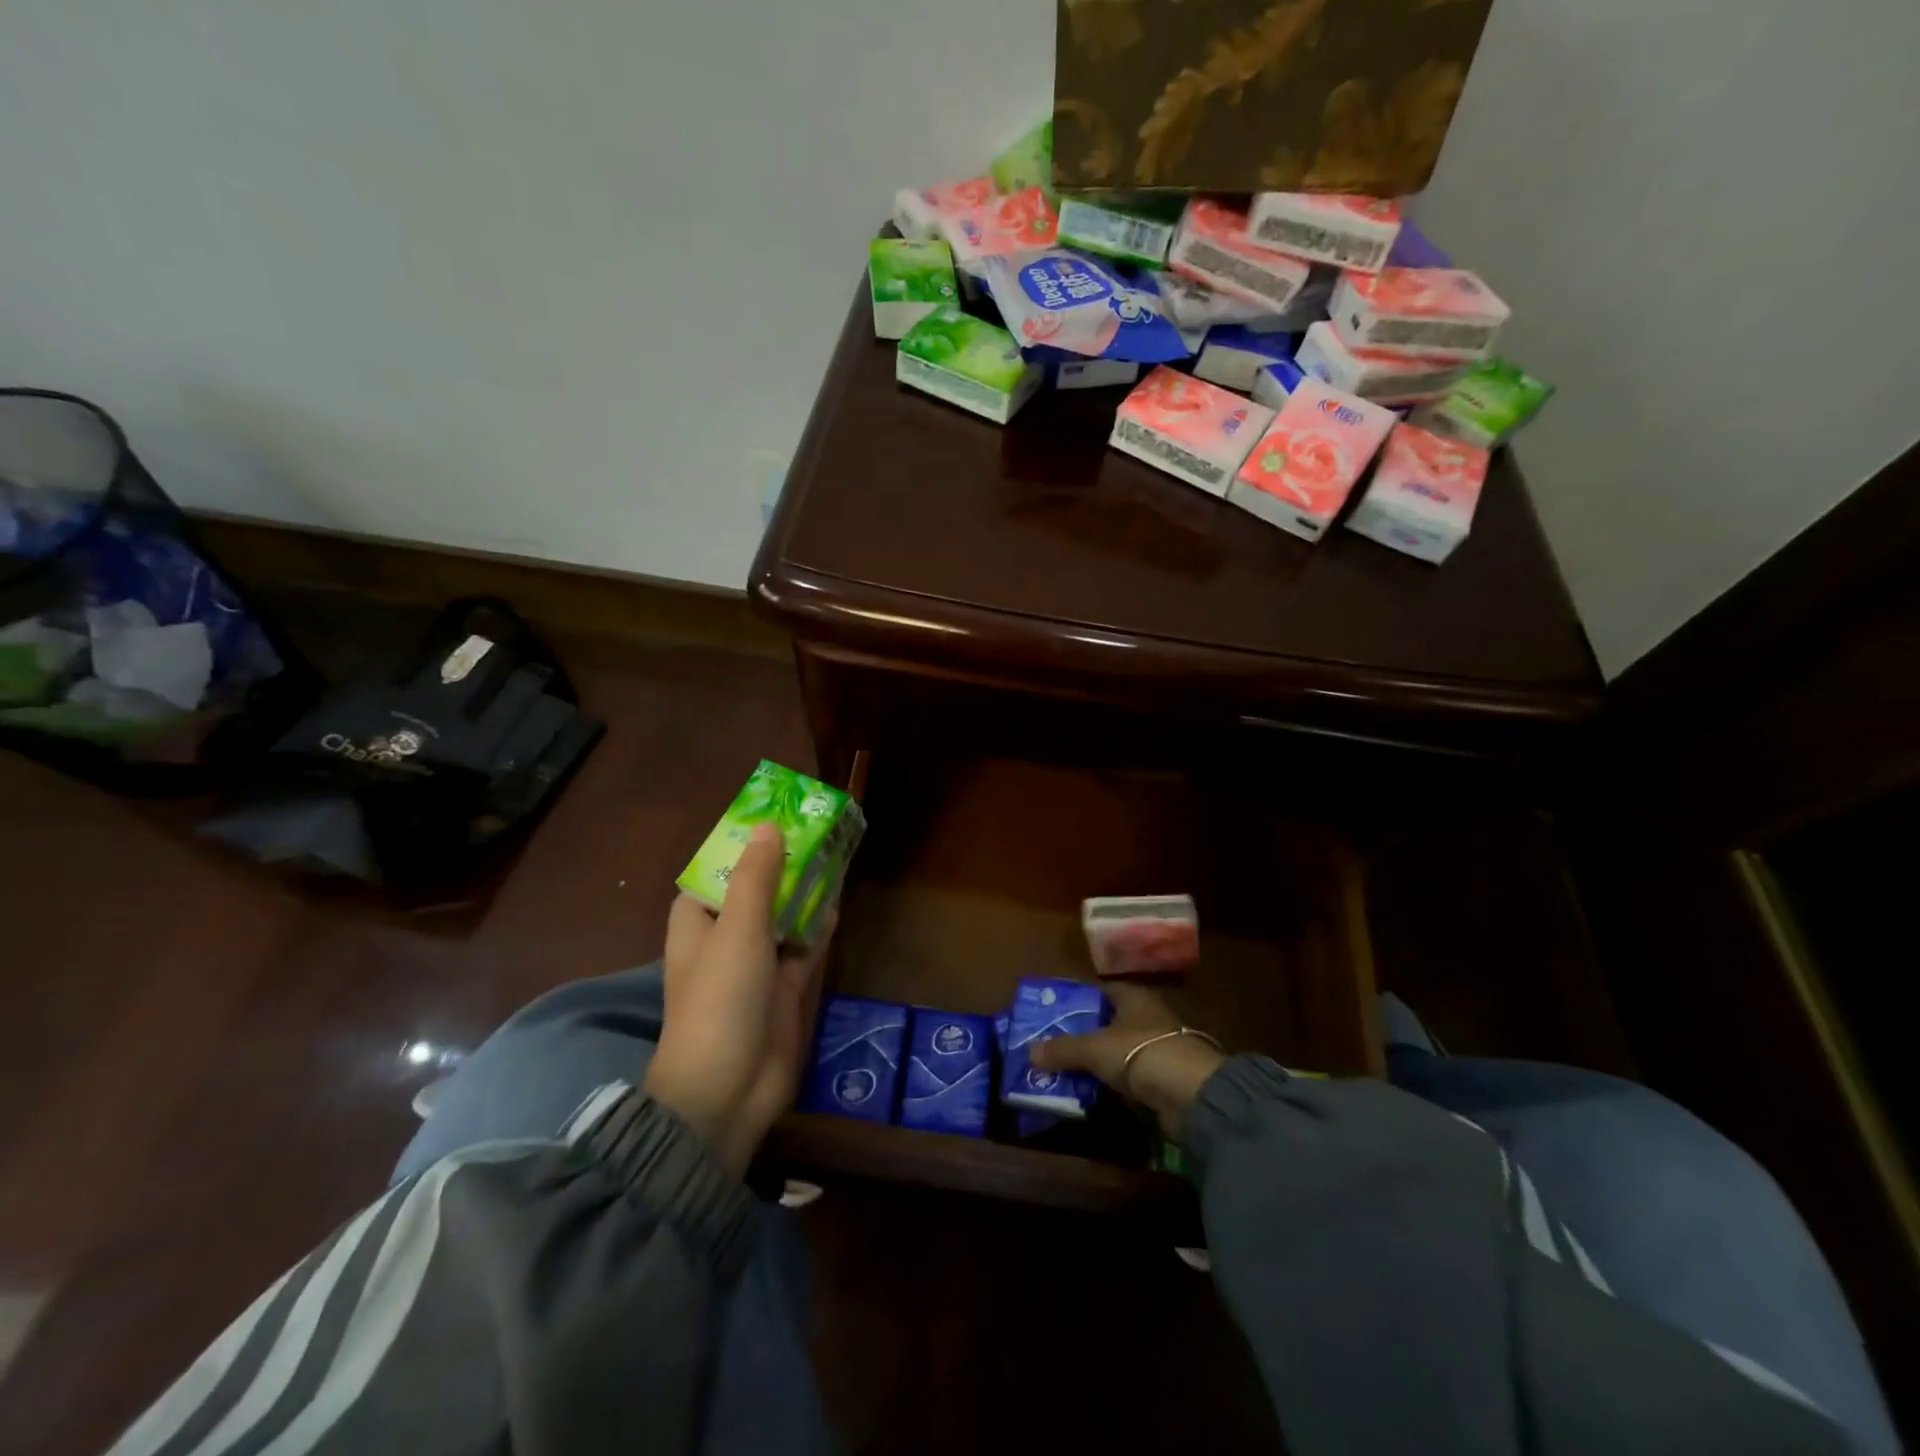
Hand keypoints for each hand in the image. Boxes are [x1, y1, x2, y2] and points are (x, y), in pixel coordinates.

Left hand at [644, 823, 834, 1174]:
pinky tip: (836, 903)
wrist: (726, 1090)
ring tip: (832, 856)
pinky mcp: (783, 990)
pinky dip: (817, 927)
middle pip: (755, 892)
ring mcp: (756, 966)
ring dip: (803, 893)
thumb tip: (767, 827)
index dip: (739, 847)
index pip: (715, 873)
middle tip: (814, 831)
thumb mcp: (737, 929)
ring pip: (783, 917)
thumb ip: (756, 877)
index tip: (770, 820)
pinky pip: (803, 948)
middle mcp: (725, 939)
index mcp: (698, 923)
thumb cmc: (720, 999)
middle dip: (781, 866)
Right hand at [1029, 984, 1225, 1138]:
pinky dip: (1118, 1081)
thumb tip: (1030, 1052)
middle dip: (1086, 1033)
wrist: (1193, 1094)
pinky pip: (1134, 1074)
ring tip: (1071, 1071)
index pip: (1102, 990)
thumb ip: (1063, 1050)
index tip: (1055, 1013)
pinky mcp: (1168, 1077)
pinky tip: (1099, 1092)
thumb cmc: (1140, 1053)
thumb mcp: (1094, 1049)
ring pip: (1122, 1049)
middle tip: (1057, 1045)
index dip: (1079, 999)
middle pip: (1111, 1020)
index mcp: (1133, 997)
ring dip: (1102, 1060)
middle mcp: (1149, 1016)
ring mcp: (1161, 1046)